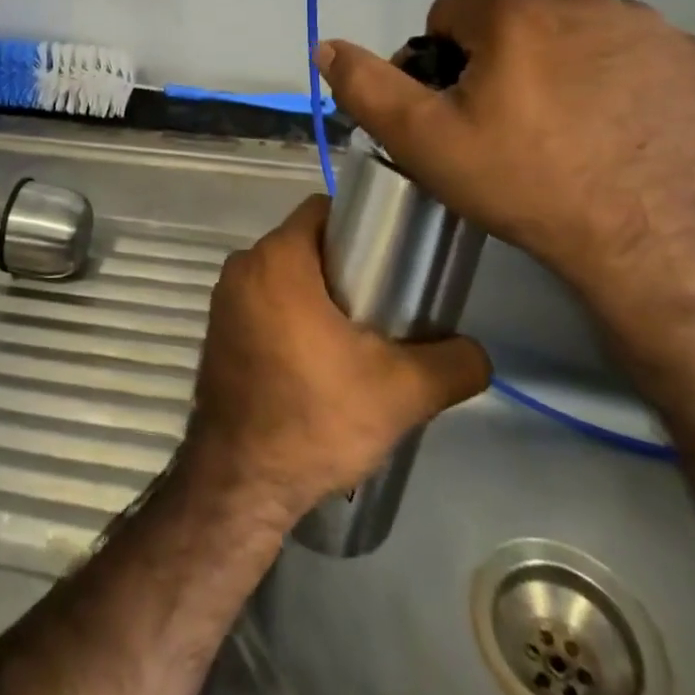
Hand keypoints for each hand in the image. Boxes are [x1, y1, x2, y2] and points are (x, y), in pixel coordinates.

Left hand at [184, 195, 490, 522]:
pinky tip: (316, 360)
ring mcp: (224, 300)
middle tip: (384, 305)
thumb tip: (477, 352)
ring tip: (355, 336)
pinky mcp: (217, 331)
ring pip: (284, 276)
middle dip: (344, 266)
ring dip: (316, 295)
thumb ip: (452, 364)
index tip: (390, 260)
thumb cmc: (316, 419)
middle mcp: (243, 267)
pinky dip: (289, 316)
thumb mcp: (401, 392)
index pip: (324, 210)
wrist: (240, 483)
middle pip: (305, 244)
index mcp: (277, 258)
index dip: (362, 227)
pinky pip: (262, 303)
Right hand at [316, 0, 694, 315]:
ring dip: (559, 61)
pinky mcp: (692, 56)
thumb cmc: (525, 184)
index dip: (442, 62)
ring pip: (573, 30)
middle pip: (513, 19)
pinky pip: (629, 51)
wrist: (652, 242)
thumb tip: (326, 45)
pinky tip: (616, 124)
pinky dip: (615, 74)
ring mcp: (645, 25)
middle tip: (510, 124)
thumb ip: (368, 87)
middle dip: (501, 58)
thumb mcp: (424, 142)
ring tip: (566, 126)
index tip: (458, 111)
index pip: (451, 16)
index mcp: (511, 13)